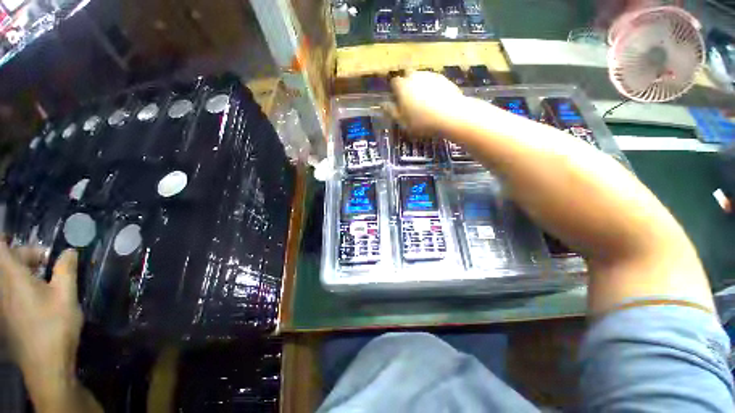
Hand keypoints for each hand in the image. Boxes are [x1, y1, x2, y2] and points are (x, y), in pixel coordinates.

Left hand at [0, 242, 80, 377]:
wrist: (45, 363)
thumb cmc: (55, 326)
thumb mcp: (66, 296)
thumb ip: (66, 270)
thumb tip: (69, 251)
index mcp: (14, 278)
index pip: (0, 249)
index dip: (4, 238)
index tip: (19, 236)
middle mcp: (3, 287)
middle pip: (6, 260)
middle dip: (25, 255)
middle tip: (48, 261)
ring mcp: (3, 302)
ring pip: (7, 275)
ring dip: (24, 270)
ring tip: (46, 278)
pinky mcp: (6, 314)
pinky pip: (9, 289)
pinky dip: (21, 284)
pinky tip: (38, 294)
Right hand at [383, 71, 464, 134]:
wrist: (450, 115)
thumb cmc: (421, 121)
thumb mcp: (403, 122)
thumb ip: (392, 112)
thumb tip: (383, 104)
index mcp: (402, 87)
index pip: (394, 82)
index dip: (395, 90)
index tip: (397, 100)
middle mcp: (414, 76)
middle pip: (408, 76)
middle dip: (407, 84)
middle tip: (410, 99)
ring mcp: (430, 75)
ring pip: (421, 77)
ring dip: (419, 85)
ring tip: (424, 100)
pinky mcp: (443, 78)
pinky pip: (433, 81)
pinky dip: (432, 87)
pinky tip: (436, 99)